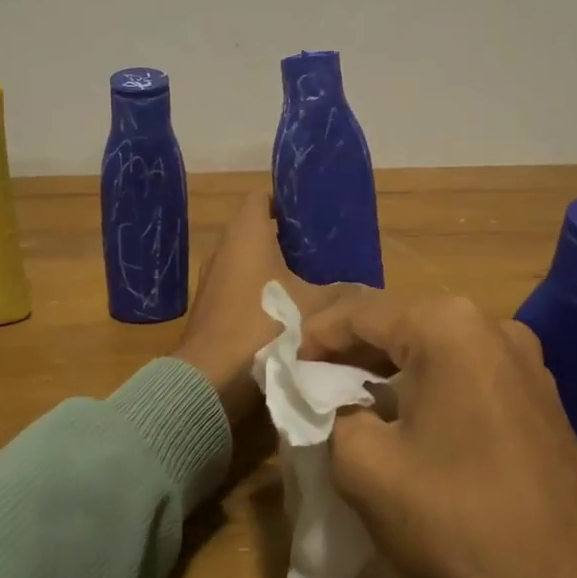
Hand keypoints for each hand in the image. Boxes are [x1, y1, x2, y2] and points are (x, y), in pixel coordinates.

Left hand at [174, 191, 344, 427]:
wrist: (212, 380)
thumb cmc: (264, 326)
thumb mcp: (317, 308)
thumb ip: (344, 293)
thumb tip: (367, 290)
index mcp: (245, 234)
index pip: (261, 198)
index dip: (286, 200)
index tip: (313, 214)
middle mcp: (222, 250)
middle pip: (255, 232)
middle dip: (287, 240)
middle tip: (323, 251)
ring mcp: (211, 282)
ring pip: (247, 264)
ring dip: (274, 270)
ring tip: (311, 281)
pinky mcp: (209, 311)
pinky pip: (239, 290)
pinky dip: (260, 295)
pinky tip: (287, 313)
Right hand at [300, 289, 576, 577]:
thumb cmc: (458, 524)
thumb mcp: (365, 467)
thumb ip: (329, 415)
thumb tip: (328, 402)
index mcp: (449, 326)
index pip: (360, 312)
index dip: (313, 337)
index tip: (284, 369)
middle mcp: (493, 327)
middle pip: (400, 325)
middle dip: (351, 353)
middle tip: (310, 386)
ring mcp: (527, 363)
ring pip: (435, 352)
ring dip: (388, 372)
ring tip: (349, 405)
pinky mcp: (541, 400)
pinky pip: (467, 377)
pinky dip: (427, 390)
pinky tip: (406, 424)